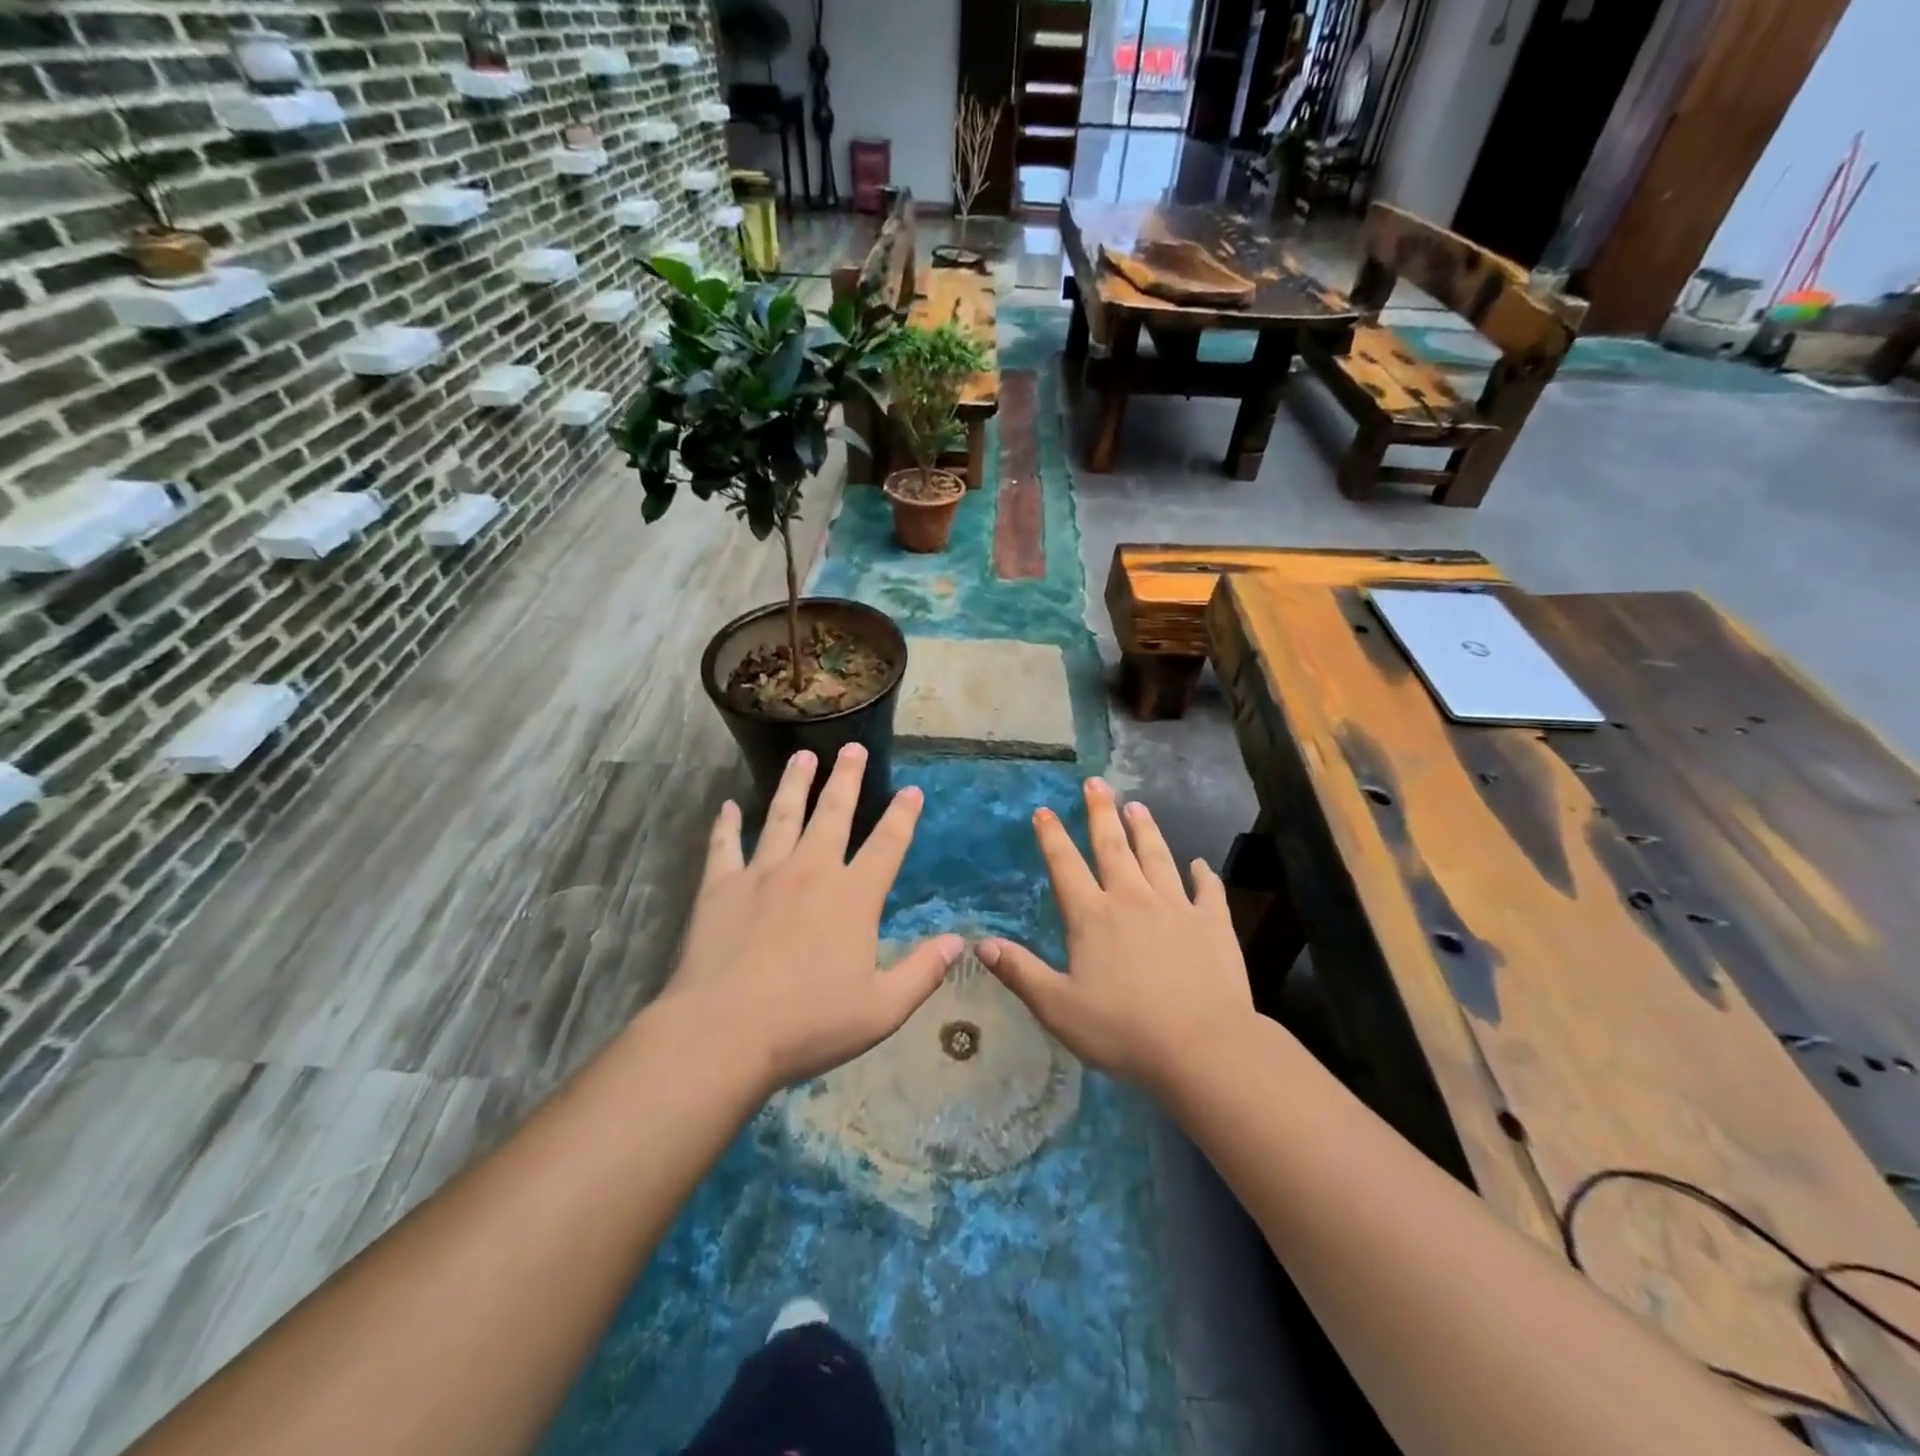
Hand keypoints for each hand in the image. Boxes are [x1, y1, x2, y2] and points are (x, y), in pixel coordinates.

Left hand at [656, 744, 962, 1093]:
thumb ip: (922, 972)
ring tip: (803, 756)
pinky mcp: (721, 888)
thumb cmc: (809, 1023)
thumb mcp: (882, 1009)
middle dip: (847, 778)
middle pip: (834, 813)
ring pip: (782, 816)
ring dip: (795, 784)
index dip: (903, 815)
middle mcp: (811, 872)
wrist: (724, 1033)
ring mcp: (762, 874)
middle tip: (853, 748)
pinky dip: (726, 825)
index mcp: (853, 897)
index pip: (887, 844)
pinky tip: (728, 807)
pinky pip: (724, 846)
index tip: (913, 791)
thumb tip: (958, 942)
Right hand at [978, 777, 1254, 1092]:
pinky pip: (1208, 891)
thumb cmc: (1123, 1030)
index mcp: (1093, 916)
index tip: (1044, 810)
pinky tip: (1200, 864)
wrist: (1202, 1047)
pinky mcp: (1213, 924)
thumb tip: (981, 944)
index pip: (1066, 865)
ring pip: (1157, 857)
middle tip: (1096, 782)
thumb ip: (1020, 972)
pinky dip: (1203, 875)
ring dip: (1145, 829)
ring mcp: (1176, 907)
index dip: (1052, 836)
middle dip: (1101, 812)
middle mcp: (1132, 899)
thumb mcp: (1058, 1007)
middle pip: (1113, 847)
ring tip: (1137, 805)